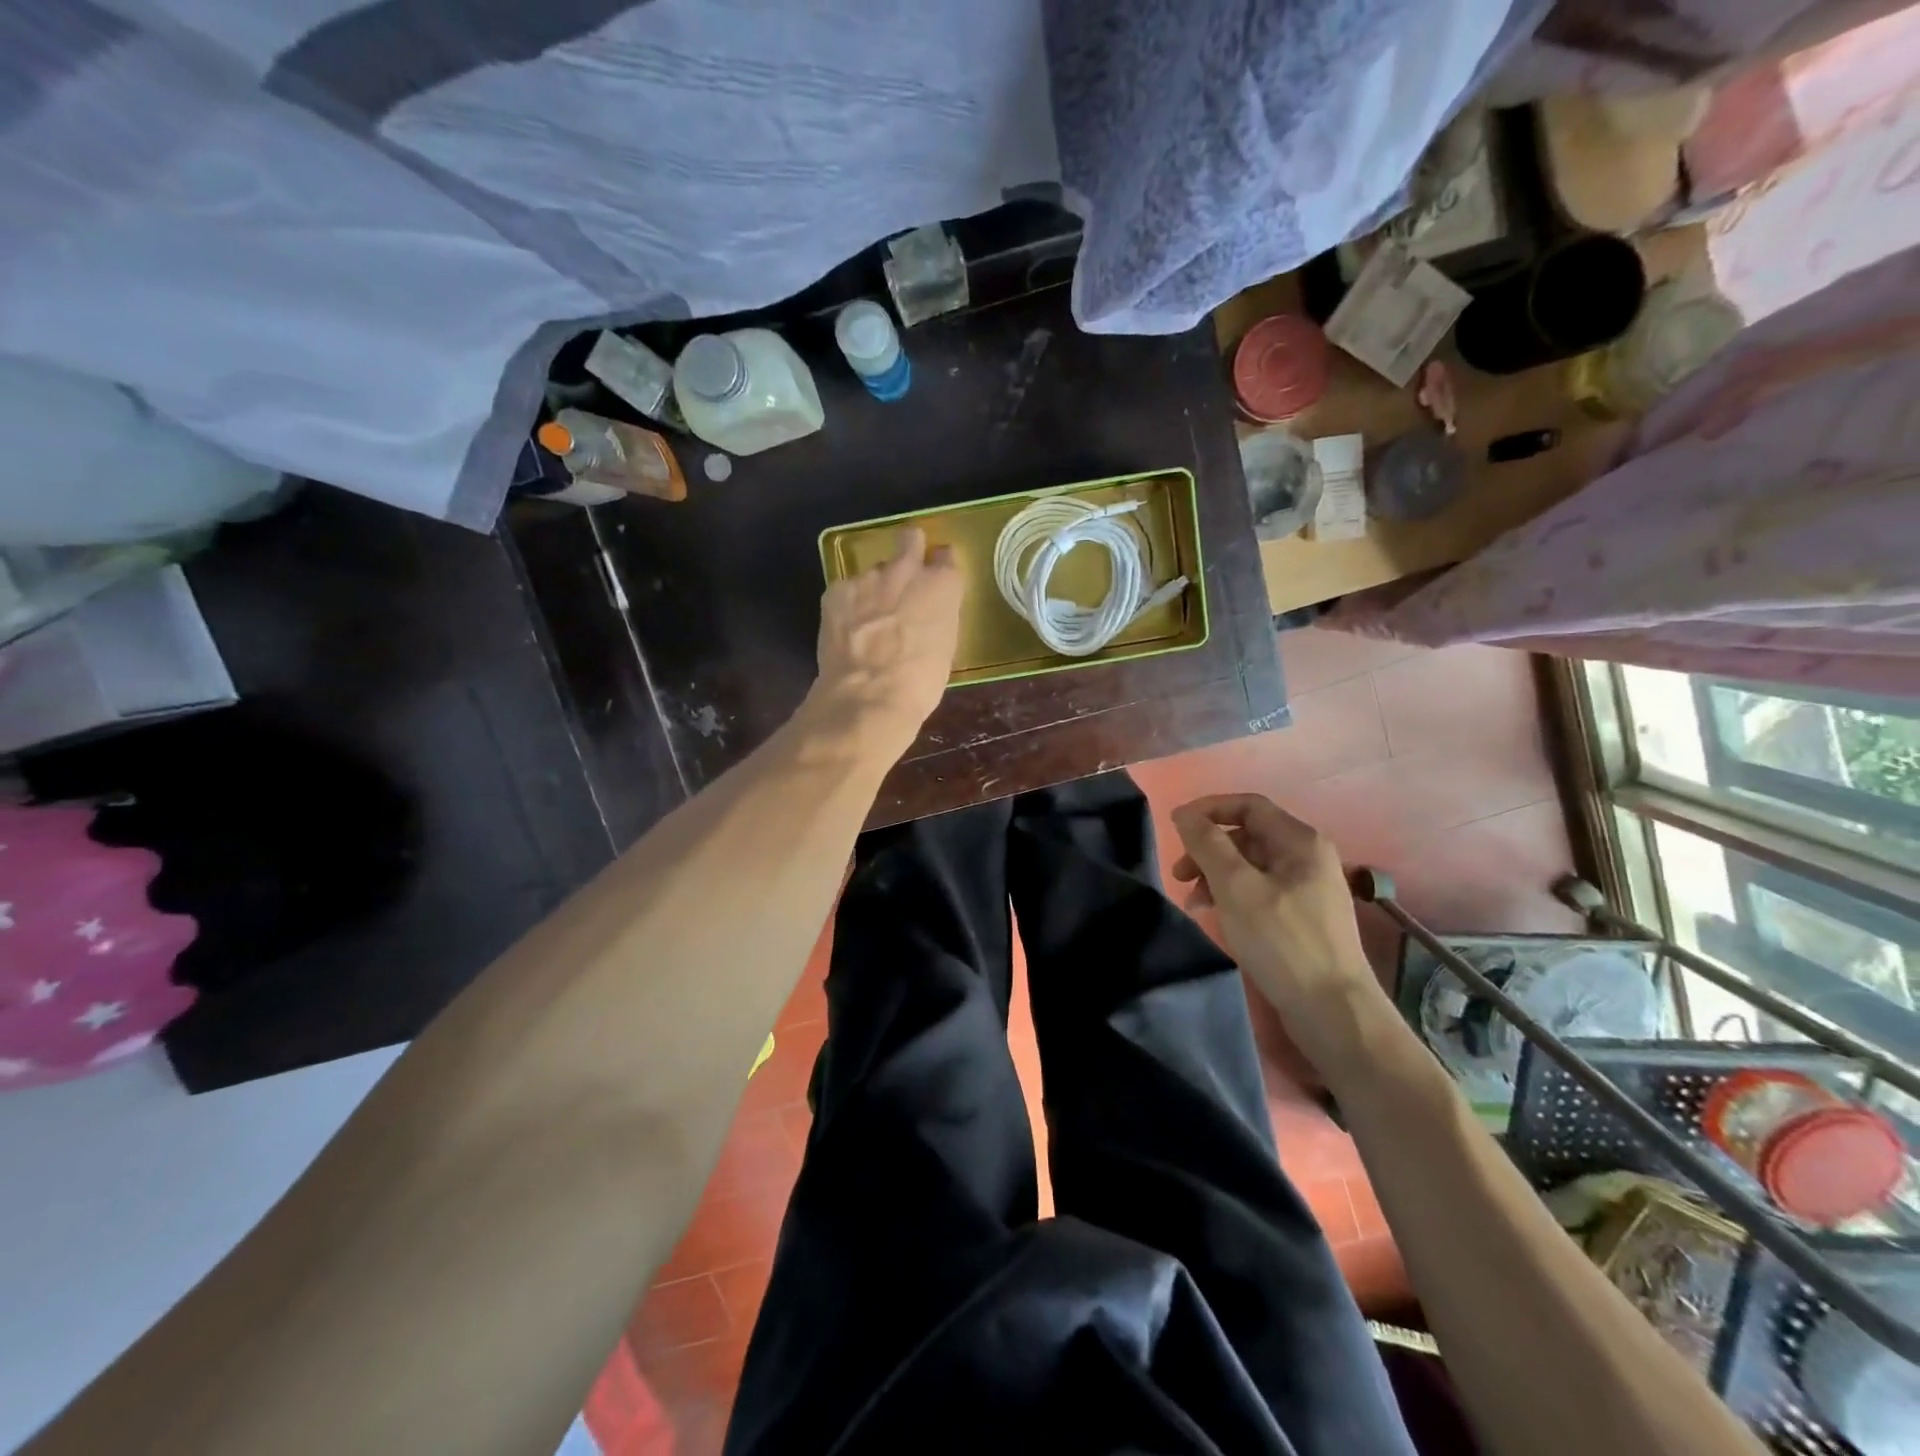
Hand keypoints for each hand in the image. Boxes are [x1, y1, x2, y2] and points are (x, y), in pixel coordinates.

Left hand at [809, 527, 963, 754]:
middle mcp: (907, 570)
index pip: (946, 557)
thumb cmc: (920, 682)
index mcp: (942, 585)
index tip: (936, 579)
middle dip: (909, 549)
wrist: (869, 696)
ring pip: (874, 570)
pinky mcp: (837, 590)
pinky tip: (848, 629)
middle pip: (909, 539)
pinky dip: (849, 603)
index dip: (940, 567)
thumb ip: (938, 616)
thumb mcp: (945, 647)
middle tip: (905, 575)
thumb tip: (926, 612)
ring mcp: (869, 577)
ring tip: (870, 619)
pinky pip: (847, 588)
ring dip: (875, 587)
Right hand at [1170, 794, 1384, 1063]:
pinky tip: (1216, 915)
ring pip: (1250, 864)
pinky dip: (1232, 894)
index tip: (1175, 829)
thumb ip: (1208, 845)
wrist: (1332, 1011)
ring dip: (1215, 874)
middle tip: (1179, 875)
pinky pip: (1259, 889)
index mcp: (1300, 841)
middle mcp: (1308, 856)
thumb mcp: (1237, 887)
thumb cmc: (1283, 941)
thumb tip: (1185, 814)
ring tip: (1193, 902)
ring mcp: (1307, 887)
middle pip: (1247, 834)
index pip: (1247, 805)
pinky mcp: (1302, 915)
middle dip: (1208, 848)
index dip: (1208, 810)